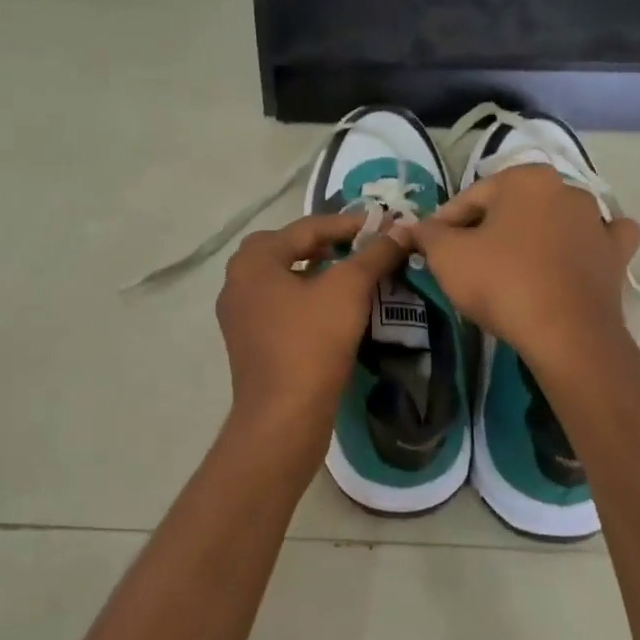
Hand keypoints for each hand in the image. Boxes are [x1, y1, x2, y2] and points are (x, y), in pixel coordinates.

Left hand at [216, 212, 409, 428]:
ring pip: (283, 278)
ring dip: (317, 271)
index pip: (306, 228)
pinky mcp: (249, 341)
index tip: (384, 225)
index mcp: (253, 260)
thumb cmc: (312, 343)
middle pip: (289, 248)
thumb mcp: (348, 290)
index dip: (349, 224)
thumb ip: (374, 254)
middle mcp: (237, 281)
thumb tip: (402, 230)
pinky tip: (333, 308)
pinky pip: (280, 305)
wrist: (284, 416)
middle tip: (362, 247)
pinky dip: (306, 298)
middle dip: (327, 244)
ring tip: (352, 274)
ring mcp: (239, 314)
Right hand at [410, 165, 639, 372]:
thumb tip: (416, 227)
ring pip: (554, 220)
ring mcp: (597, 221)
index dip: (444, 224)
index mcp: (525, 178)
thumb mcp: (446, 256)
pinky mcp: (617, 254)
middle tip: (466, 263)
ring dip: (533, 235)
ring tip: (512, 268)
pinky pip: (598, 240)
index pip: (470, 198)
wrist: (566, 334)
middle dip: (488, 229)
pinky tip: (572, 259)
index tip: (431, 249)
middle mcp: (566, 188)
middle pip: (511, 208)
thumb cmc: (502, 284)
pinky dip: (584, 246)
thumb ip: (427, 233)